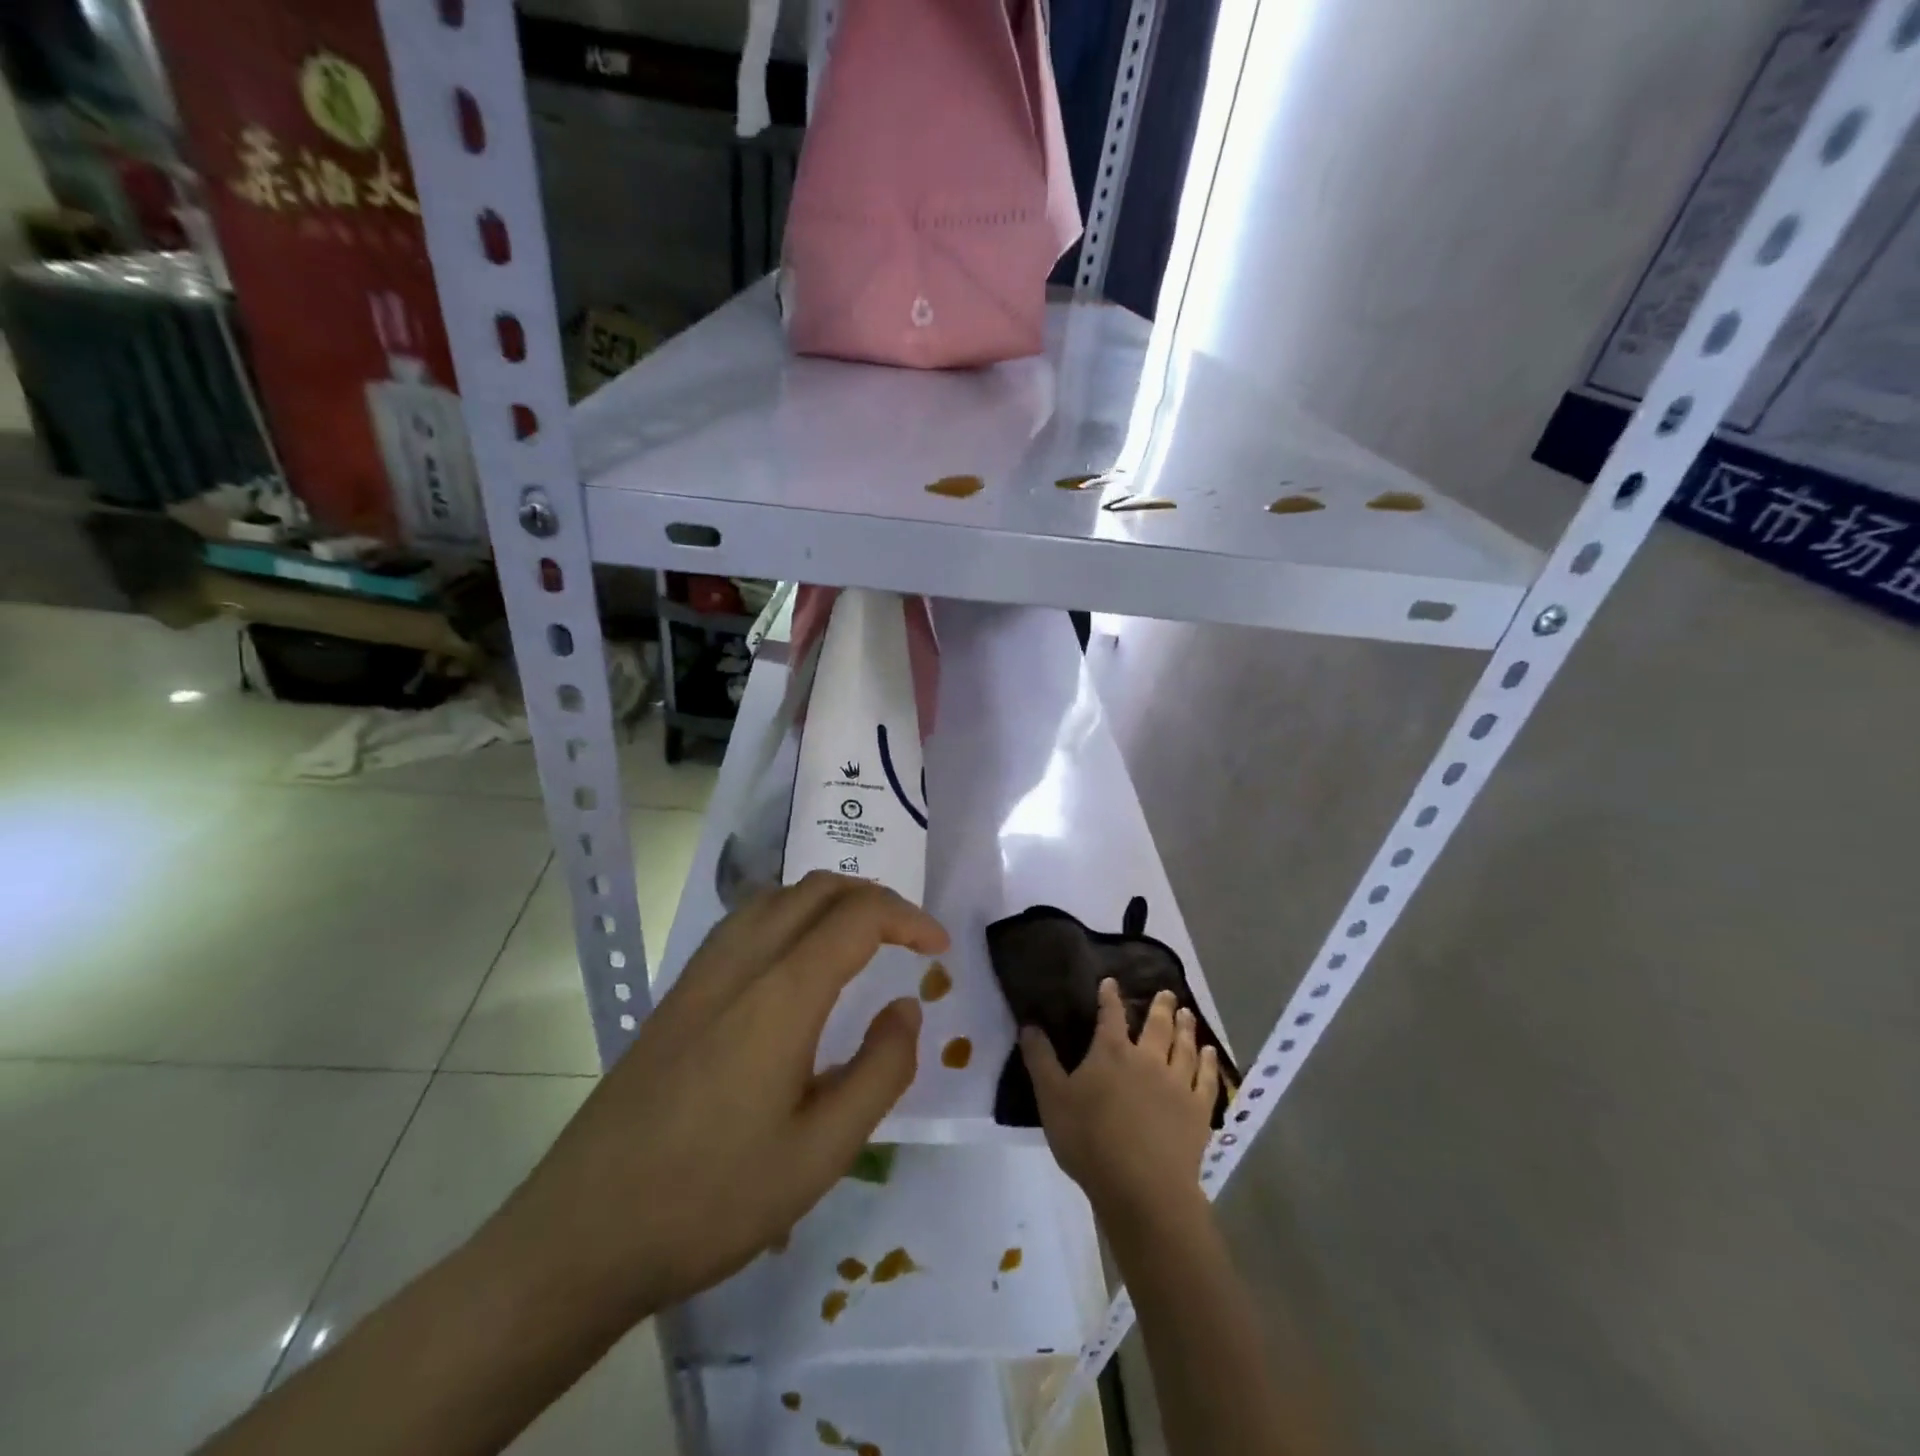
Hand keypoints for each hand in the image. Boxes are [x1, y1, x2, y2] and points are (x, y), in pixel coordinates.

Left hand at [489, 872, 948, 1324]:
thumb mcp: (822, 1153)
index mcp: (781, 994)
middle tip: (910, 938)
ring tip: (863, 939)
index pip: (858, 916)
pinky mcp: (678, 993)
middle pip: (817, 889)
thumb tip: (906, 1008)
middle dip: (875, 897)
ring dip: (830, 900)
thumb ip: (880, 1070)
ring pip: (777, 896)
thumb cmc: (711, 1199)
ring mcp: (701, 973)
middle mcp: (741, 962)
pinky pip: (746, 920)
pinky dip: (791, 914)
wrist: (581, 1233)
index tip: (940, 948)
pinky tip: (797, 960)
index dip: (908, 919)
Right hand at [1021, 981, 1218, 1221]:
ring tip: (1187, 1013)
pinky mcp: (1198, 1111)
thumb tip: (1028, 1025)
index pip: (1110, 1015)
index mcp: (1110, 1052)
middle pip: (1156, 1026)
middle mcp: (1147, 1059)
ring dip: (1185, 1028)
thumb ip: (1040, 1060)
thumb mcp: (1052, 1099)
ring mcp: (1176, 1084)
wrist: (1142, 1187)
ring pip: (1184, 1047)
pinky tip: (1211, 1054)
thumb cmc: (1090, 1141)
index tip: (1111, 982)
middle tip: (1166, 992)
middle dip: (1159, 1007)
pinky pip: (1206, 1079)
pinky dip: (1210, 1063)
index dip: (1109, 997)